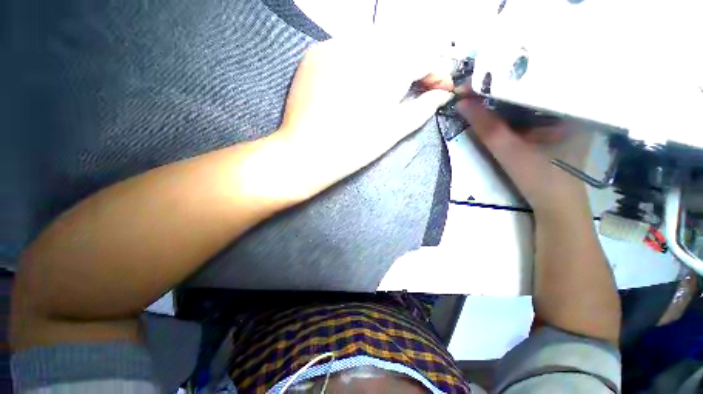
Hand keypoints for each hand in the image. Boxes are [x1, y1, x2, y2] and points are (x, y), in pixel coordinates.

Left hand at [277, 35, 452, 190]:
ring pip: (374, 42)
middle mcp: (361, 44)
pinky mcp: (315, 53)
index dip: (436, 72)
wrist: (306, 154)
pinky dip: (361, 60)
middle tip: (413, 89)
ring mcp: (334, 45)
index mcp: (387, 66)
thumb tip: (442, 95)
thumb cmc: (354, 148)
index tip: (438, 90)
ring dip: (388, 60)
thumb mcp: (393, 131)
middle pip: (401, 44)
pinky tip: (357, 82)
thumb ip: (422, 108)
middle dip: (413, 64)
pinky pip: (347, 46)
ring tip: (384, 88)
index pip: (425, 55)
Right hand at [455, 82, 588, 214]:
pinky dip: (508, 108)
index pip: (533, 79)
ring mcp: (561, 114)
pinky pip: (527, 110)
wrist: (555, 205)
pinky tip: (492, 106)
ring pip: (526, 97)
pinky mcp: (551, 124)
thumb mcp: (510, 152)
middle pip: (530, 85)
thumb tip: (461, 103)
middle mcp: (568, 103)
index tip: (474, 81)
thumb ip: (486, 127)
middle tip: (472, 86)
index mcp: (571, 103)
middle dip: (499, 85)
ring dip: (501, 97)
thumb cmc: (541, 179)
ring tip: (477, 93)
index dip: (501, 77)